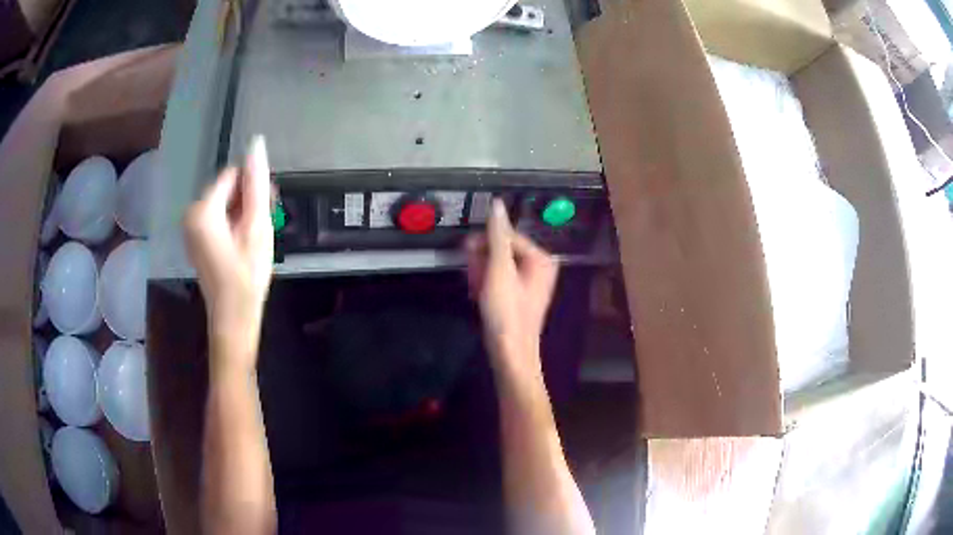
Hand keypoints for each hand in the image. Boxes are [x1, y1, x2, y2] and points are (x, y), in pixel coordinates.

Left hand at [184, 136, 273, 363]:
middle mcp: (191, 214)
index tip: (266, 211)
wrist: (233, 317)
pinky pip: (217, 218)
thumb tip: (256, 144)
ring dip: (242, 213)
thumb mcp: (256, 227)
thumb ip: (256, 184)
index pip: (232, 175)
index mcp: (202, 209)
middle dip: (247, 201)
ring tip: (255, 238)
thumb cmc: (247, 275)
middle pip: (227, 189)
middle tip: (263, 228)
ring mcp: (191, 228)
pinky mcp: (195, 239)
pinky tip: (243, 243)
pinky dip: (233, 224)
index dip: (253, 189)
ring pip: (224, 204)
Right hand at [466, 200, 558, 375]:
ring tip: (475, 289)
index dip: (485, 241)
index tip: (466, 250)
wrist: (510, 353)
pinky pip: (499, 280)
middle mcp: (539, 268)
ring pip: (498, 266)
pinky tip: (478, 295)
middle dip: (483, 260)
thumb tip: (497, 205)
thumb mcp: (499, 270)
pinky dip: (486, 284)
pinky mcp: (518, 297)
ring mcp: (529, 283)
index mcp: (540, 259)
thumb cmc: (506, 312)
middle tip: (472, 275)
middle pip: (503, 250)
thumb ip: (497, 236)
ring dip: (482, 273)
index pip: (508, 235)